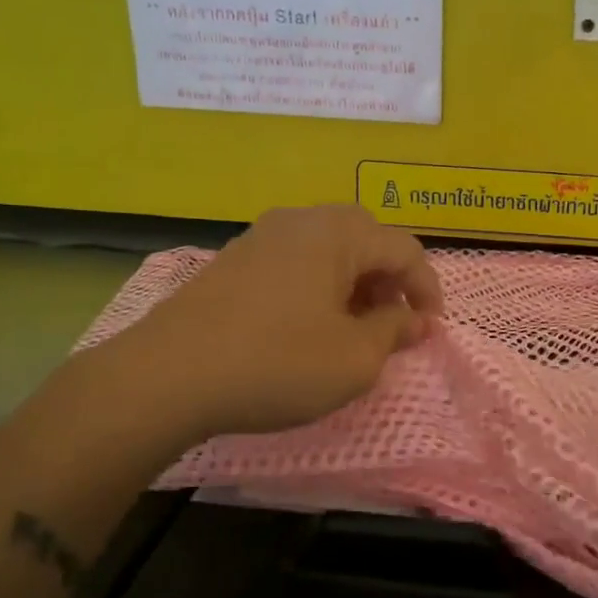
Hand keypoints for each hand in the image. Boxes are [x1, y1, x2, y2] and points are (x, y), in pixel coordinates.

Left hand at [108, 205, 442, 442]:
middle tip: (391, 320)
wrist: (167, 376)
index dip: (427, 289)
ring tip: (352, 325)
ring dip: (353, 280)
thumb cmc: (277, 364)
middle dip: (389, 278)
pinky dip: (317, 283)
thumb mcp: (354, 359)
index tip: (430, 329)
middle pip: (366, 237)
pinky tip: (307, 323)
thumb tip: (415, 320)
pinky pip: (295, 259)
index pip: (405, 249)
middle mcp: (302, 221)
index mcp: (338, 234)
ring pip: (328, 246)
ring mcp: (262, 236)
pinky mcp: (234, 259)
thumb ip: (394, 331)